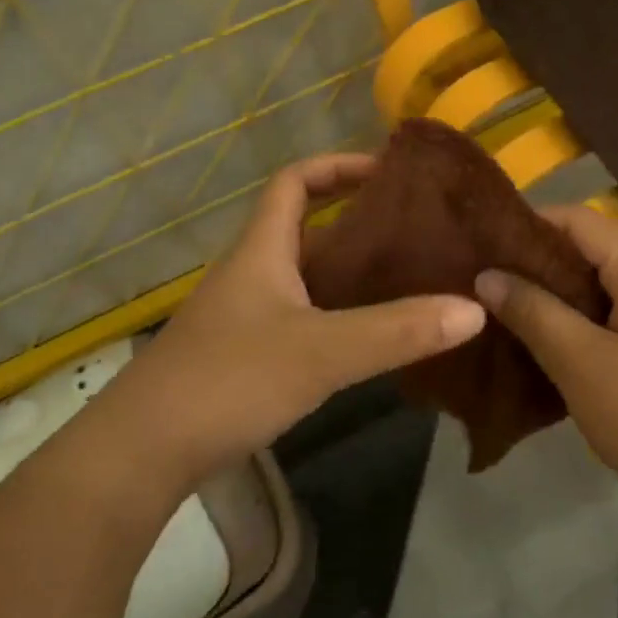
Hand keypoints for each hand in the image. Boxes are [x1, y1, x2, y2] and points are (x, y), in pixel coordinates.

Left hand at [90, 154, 486, 490]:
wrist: (143, 451)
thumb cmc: (229, 380)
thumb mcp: (321, 351)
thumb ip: (397, 331)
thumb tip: (474, 309)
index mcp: (261, 250)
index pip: (295, 182)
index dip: (338, 166)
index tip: (388, 171)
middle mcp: (250, 273)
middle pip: (305, 229)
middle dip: (357, 225)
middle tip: (416, 234)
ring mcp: (244, 316)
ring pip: (304, 278)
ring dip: (349, 275)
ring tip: (407, 282)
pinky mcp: (242, 356)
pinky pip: (299, 317)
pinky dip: (335, 317)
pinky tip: (368, 340)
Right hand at [475, 204, 617, 532]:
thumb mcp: (582, 365)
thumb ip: (532, 311)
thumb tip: (487, 275)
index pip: (576, 219)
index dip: (525, 226)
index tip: (477, 247)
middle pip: (593, 251)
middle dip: (538, 267)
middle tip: (485, 289)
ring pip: (608, 288)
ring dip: (562, 300)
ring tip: (511, 318)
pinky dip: (590, 323)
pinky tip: (560, 350)